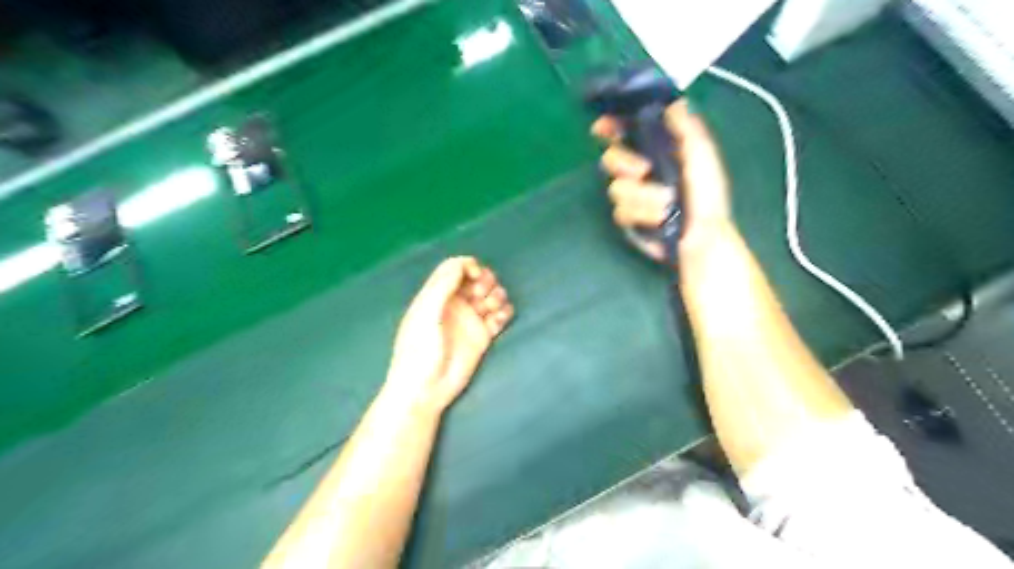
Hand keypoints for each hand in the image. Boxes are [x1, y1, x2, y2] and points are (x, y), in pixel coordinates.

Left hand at [387, 256, 517, 411]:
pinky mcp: (483, 337)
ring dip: (497, 296)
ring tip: (491, 310)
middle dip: (485, 281)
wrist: (426, 388)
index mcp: (436, 295)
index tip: (476, 276)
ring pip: (491, 296)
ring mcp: (470, 320)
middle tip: (481, 296)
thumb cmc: (419, 350)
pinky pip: (500, 317)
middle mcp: (455, 304)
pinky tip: (500, 319)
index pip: (456, 268)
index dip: (469, 266)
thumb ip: (442, 286)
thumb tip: (462, 263)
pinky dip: (504, 313)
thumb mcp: (426, 314)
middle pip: (477, 279)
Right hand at [591, 97, 733, 261]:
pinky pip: (621, 211)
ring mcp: (632, 194)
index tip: (602, 127)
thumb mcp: (702, 157)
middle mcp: (640, 169)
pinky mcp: (628, 217)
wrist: (702, 236)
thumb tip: (674, 102)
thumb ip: (688, 129)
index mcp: (657, 150)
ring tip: (665, 204)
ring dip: (642, 196)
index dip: (611, 127)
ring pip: (616, 188)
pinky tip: (658, 220)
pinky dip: (642, 214)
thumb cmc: (707, 195)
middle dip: (623, 162)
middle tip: (642, 171)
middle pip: (610, 157)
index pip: (625, 132)